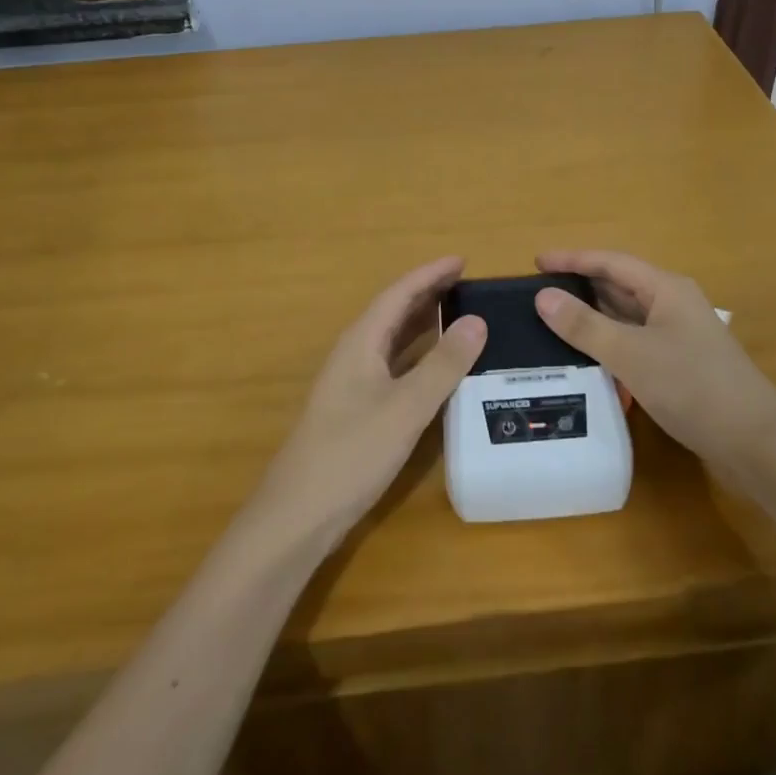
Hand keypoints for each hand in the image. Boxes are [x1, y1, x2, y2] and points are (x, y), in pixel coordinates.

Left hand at [255, 257, 485, 548]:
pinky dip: (419, 356)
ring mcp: (353, 384)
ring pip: (393, 340)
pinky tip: (438, 368)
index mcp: (360, 343)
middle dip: (428, 293)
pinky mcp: (358, 410)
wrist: (298, 515)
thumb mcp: (405, 408)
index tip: (463, 260)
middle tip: (468, 284)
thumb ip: (442, 365)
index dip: (430, 274)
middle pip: (393, 312)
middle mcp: (354, 355)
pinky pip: (394, 366)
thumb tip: (477, 321)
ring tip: (460, 315)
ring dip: (424, 323)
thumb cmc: (351, 453)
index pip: (398, 294)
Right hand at [533, 250, 775, 468]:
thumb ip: (584, 325)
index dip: (572, 260)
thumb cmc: (692, 386)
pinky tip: (585, 358)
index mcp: (666, 289)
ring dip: (592, 318)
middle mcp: (673, 305)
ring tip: (550, 323)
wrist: (754, 442)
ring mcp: (678, 336)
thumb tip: (543, 296)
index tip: (535, 263)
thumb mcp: (631, 353)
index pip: (611, 262)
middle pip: (619, 286)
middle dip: (579, 287)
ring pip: (626, 317)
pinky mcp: (679, 365)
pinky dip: (607, 344)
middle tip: (537, 295)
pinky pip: (634, 343)